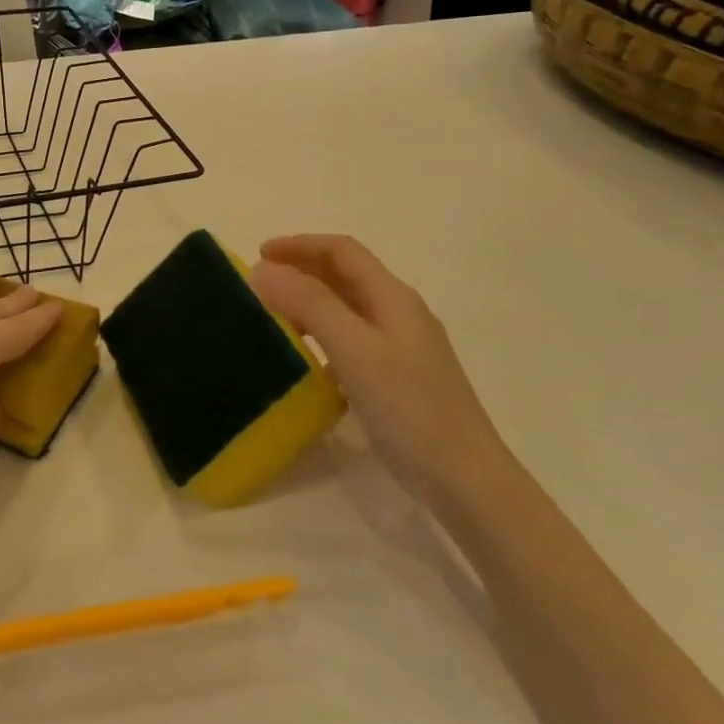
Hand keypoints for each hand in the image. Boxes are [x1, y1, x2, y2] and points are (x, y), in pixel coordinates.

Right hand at [250, 235, 506, 500]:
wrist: (465, 479)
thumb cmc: (409, 408)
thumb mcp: (355, 349)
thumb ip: (310, 304)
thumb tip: (263, 270)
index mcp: (393, 298)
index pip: (342, 251)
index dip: (299, 245)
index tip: (258, 256)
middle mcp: (399, 313)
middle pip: (346, 275)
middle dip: (302, 269)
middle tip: (260, 284)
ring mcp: (402, 347)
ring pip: (348, 308)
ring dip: (310, 302)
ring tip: (275, 316)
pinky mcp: (398, 377)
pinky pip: (352, 340)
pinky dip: (322, 335)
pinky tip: (307, 359)